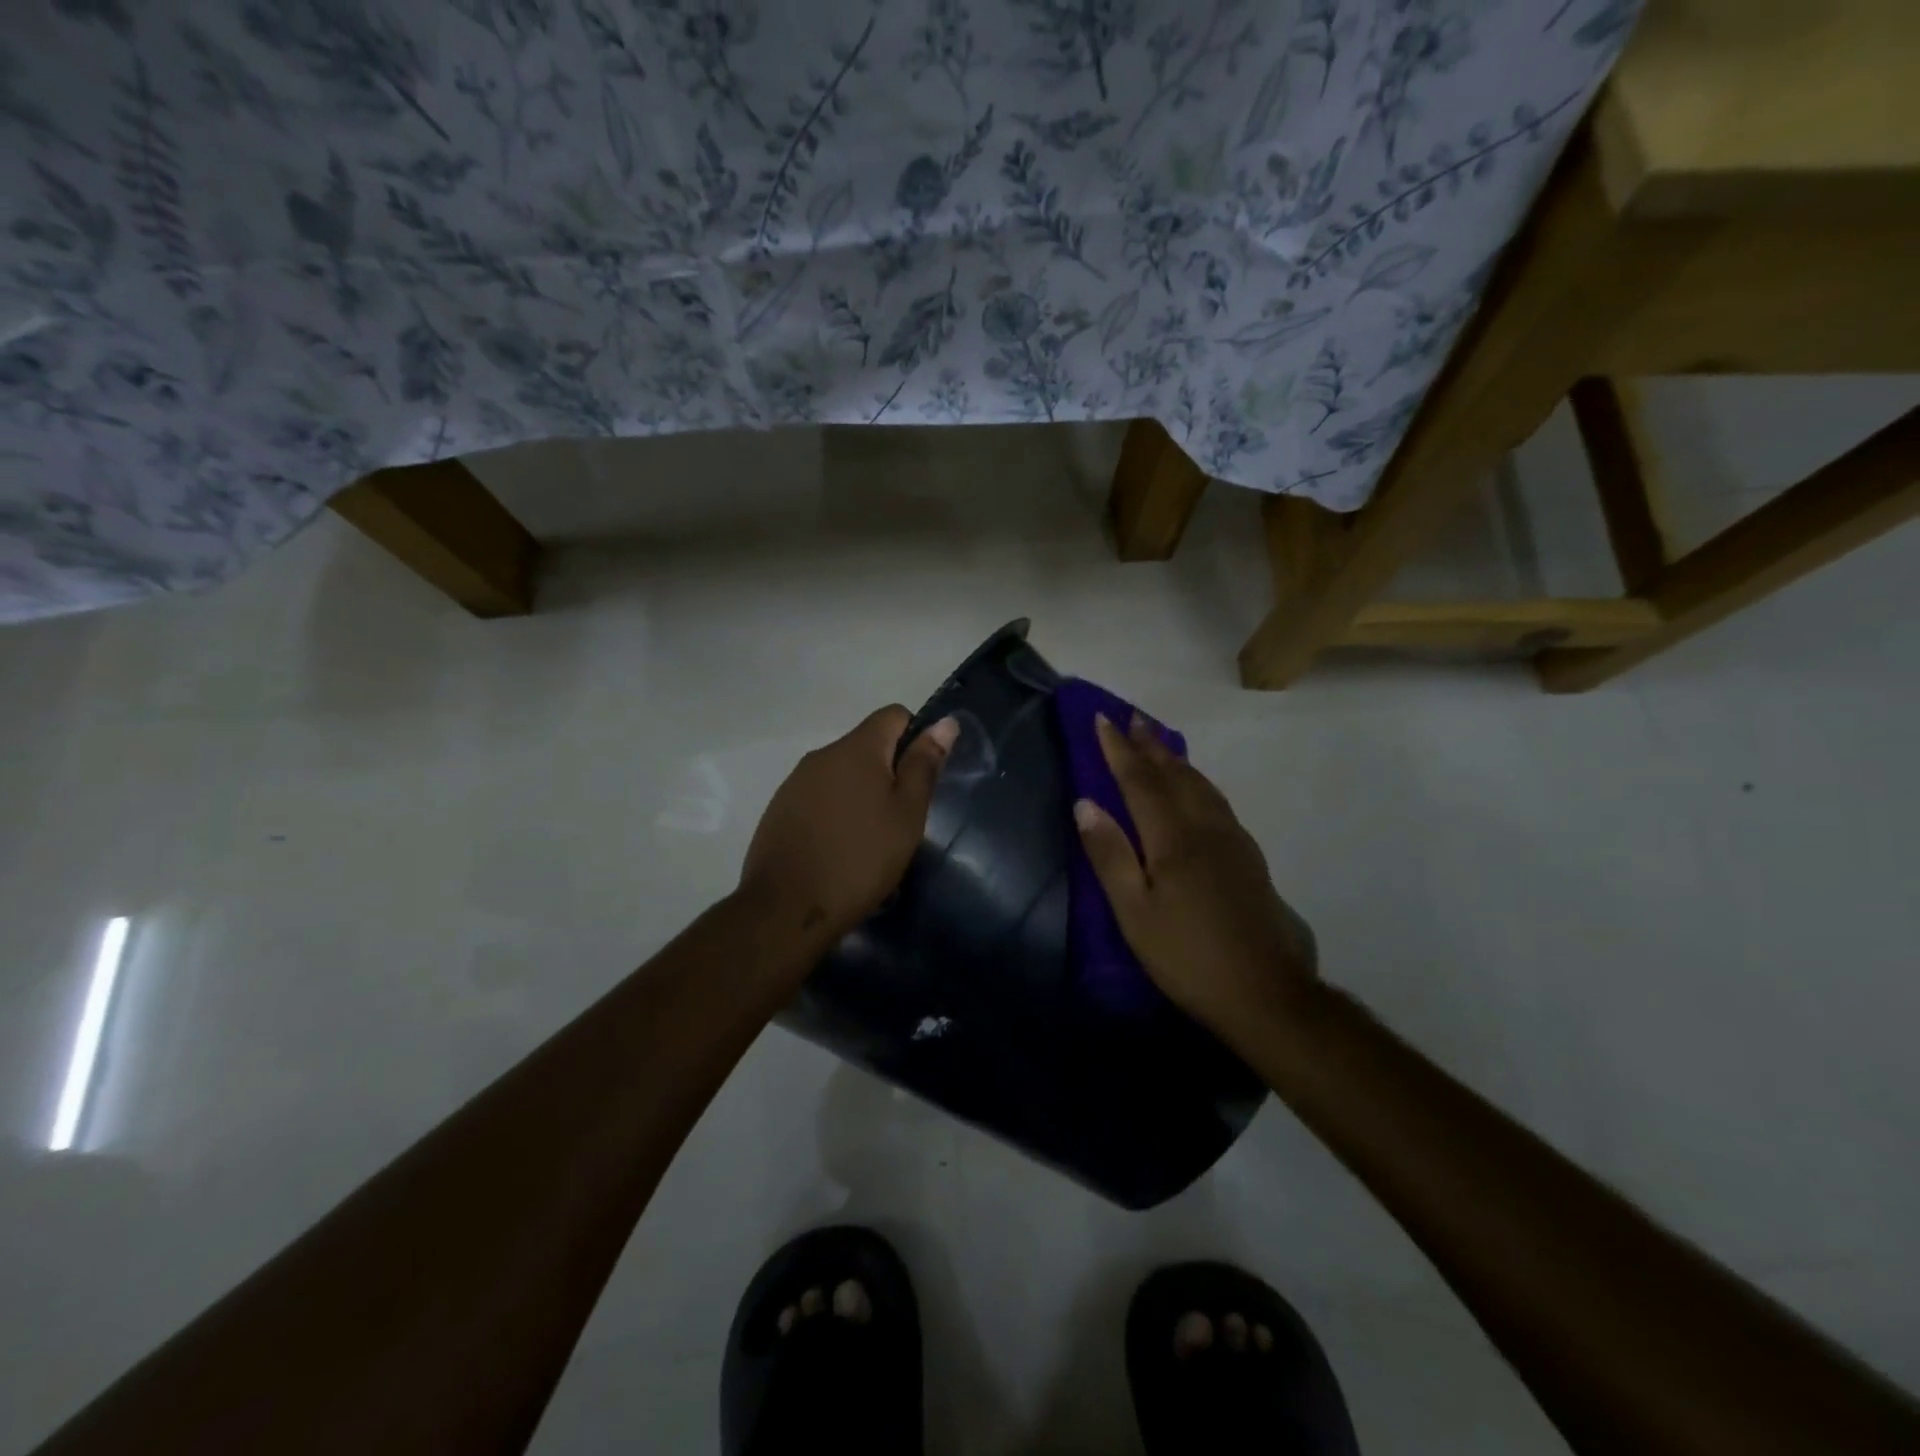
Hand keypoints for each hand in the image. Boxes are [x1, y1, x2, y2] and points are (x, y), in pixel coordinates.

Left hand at [740, 705, 957, 949]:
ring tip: (871, 841)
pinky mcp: (779, 809)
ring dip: (862, 795)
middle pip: (867, 746)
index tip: (920, 778)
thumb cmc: (860, 859)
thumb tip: (945, 723)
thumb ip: (924, 765)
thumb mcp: (906, 814)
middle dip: (888, 772)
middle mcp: (822, 754)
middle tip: (901, 819)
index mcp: (856, 748)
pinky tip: (840, 850)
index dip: (915, 737)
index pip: (893, 715)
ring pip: (842, 774)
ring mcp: (795, 782)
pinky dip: (836, 813)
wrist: (787, 909)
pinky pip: (819, 797)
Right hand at [1073, 714, 1317, 1036]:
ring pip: (1200, 784)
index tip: (1101, 719)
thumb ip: (1110, 855)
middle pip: (1174, 774)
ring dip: (1175, 758)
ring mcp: (1232, 840)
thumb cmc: (1187, 955)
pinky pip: (1216, 800)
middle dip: (1150, 744)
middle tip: (1132, 717)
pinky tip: (1196, 788)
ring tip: (1159, 742)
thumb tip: (1085, 803)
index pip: (1139, 781)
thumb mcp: (1134, 912)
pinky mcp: (1248, 857)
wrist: (1265, 992)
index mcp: (1173, 838)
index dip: (1118, 750)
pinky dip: (1197, 781)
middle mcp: (1205, 827)